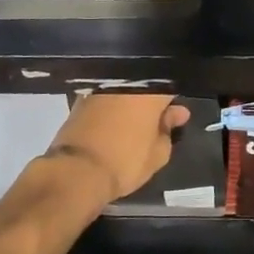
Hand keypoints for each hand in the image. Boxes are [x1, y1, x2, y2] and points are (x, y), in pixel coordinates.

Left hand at [39, 93, 189, 205]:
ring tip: (131, 129)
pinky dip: (110, 110)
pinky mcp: (81, 99)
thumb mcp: (158, 154)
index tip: (175, 118)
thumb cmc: (125, 161)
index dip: (173, 103)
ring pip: (123, 92)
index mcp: (150, 91)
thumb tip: (177, 114)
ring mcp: (101, 88)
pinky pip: (105, 99)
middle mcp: (126, 82)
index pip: (170, 88)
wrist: (76, 171)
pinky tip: (112, 127)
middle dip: (151, 103)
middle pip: (145, 88)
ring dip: (129, 106)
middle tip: (153, 126)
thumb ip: (168, 130)